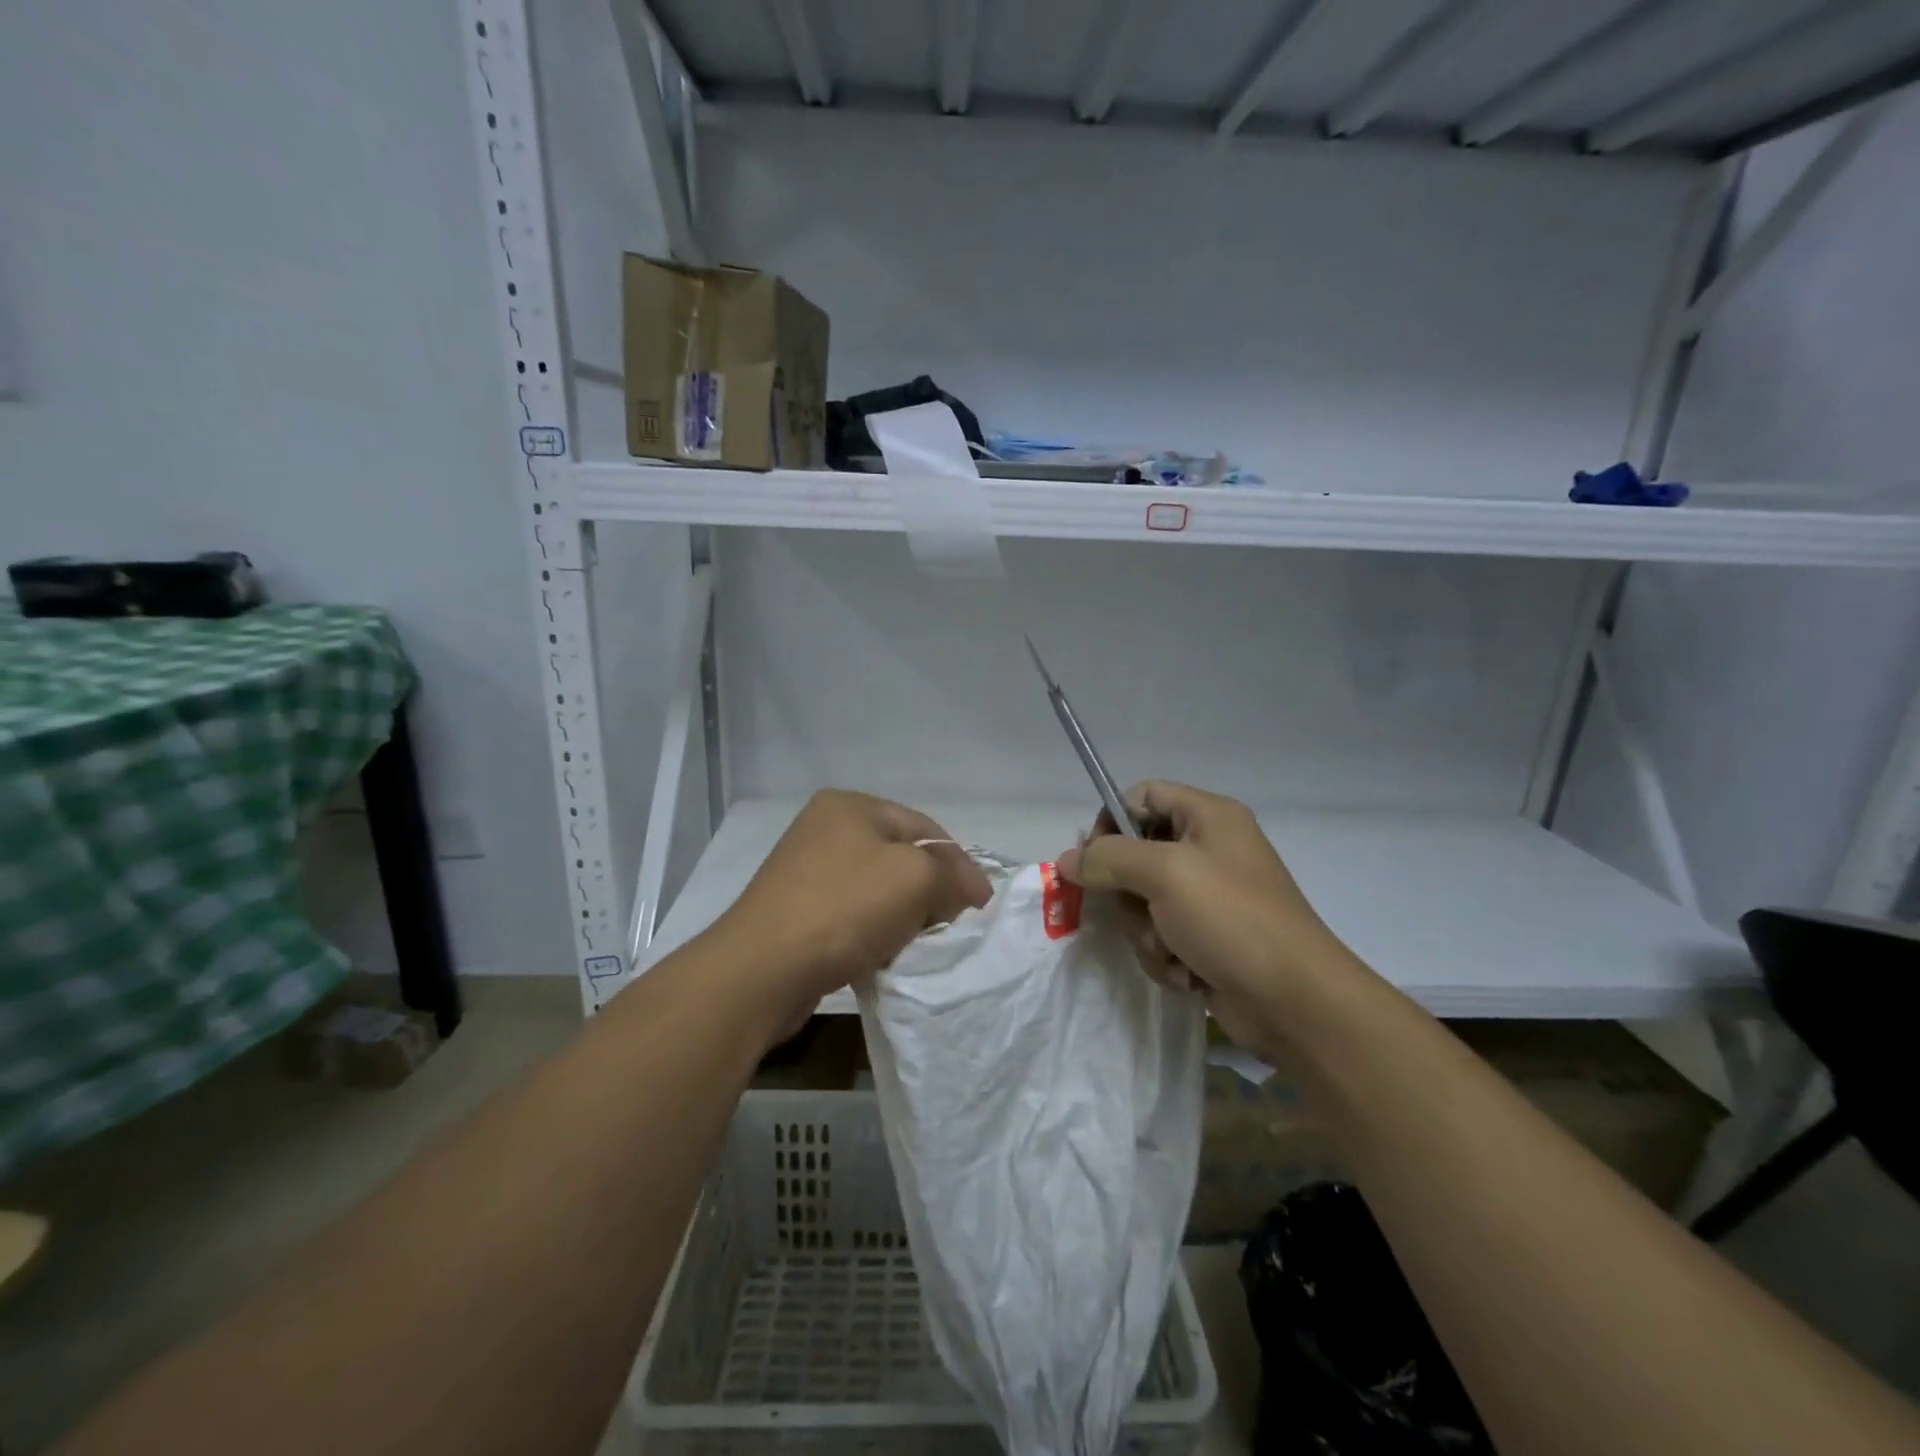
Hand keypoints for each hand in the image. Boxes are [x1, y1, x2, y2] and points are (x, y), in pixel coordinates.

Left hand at [712, 790, 993, 1029]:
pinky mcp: (796, 911)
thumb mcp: (914, 878)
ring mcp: (805, 871)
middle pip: (901, 858)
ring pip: (878, 890)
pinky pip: (852, 916)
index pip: (925, 827)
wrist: (760, 972)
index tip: (979, 907)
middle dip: (929, 892)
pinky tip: (880, 958)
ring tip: (913, 946)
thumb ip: (952, 874)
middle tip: (948, 928)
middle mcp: (825, 829)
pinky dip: (873, 934)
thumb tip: (969, 888)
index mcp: (850, 805)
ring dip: (902, 917)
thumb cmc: (842, 909)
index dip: (958, 865)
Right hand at [1057, 781, 1358, 1057]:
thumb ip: (1108, 858)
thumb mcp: (1164, 874)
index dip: (1112, 821)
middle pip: (1136, 853)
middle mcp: (1209, 849)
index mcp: (1209, 816)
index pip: (1142, 796)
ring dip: (1146, 931)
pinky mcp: (1207, 938)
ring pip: (1143, 901)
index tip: (1094, 857)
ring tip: (1171, 948)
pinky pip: (1160, 935)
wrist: (1294, 1002)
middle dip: (1128, 891)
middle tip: (1137, 910)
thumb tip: (1066, 860)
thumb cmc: (1231, 918)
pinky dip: (1165, 955)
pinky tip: (1187, 973)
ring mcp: (1209, 897)